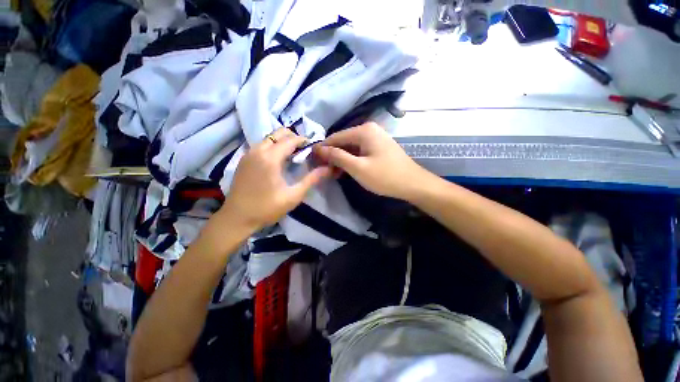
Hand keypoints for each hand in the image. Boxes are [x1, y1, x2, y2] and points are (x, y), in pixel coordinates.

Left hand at [222, 128, 330, 230]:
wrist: (237, 218)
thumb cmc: (267, 208)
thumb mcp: (293, 196)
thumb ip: (311, 180)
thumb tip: (328, 168)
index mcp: (270, 158)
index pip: (290, 140)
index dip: (304, 141)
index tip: (314, 148)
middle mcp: (258, 150)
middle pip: (278, 133)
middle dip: (294, 138)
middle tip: (303, 151)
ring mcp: (248, 154)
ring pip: (269, 138)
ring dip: (283, 142)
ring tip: (292, 156)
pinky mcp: (244, 159)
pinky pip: (262, 145)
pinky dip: (273, 146)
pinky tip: (278, 161)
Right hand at [313, 122, 427, 199]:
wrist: (413, 184)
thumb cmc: (385, 176)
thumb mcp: (357, 167)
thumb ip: (337, 156)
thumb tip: (318, 149)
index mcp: (364, 130)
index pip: (335, 137)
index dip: (323, 149)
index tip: (312, 160)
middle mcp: (369, 129)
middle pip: (343, 141)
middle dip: (332, 155)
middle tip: (323, 170)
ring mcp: (375, 138)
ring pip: (351, 147)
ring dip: (341, 159)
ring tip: (332, 173)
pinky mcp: (378, 147)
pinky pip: (359, 151)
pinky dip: (351, 160)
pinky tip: (346, 170)